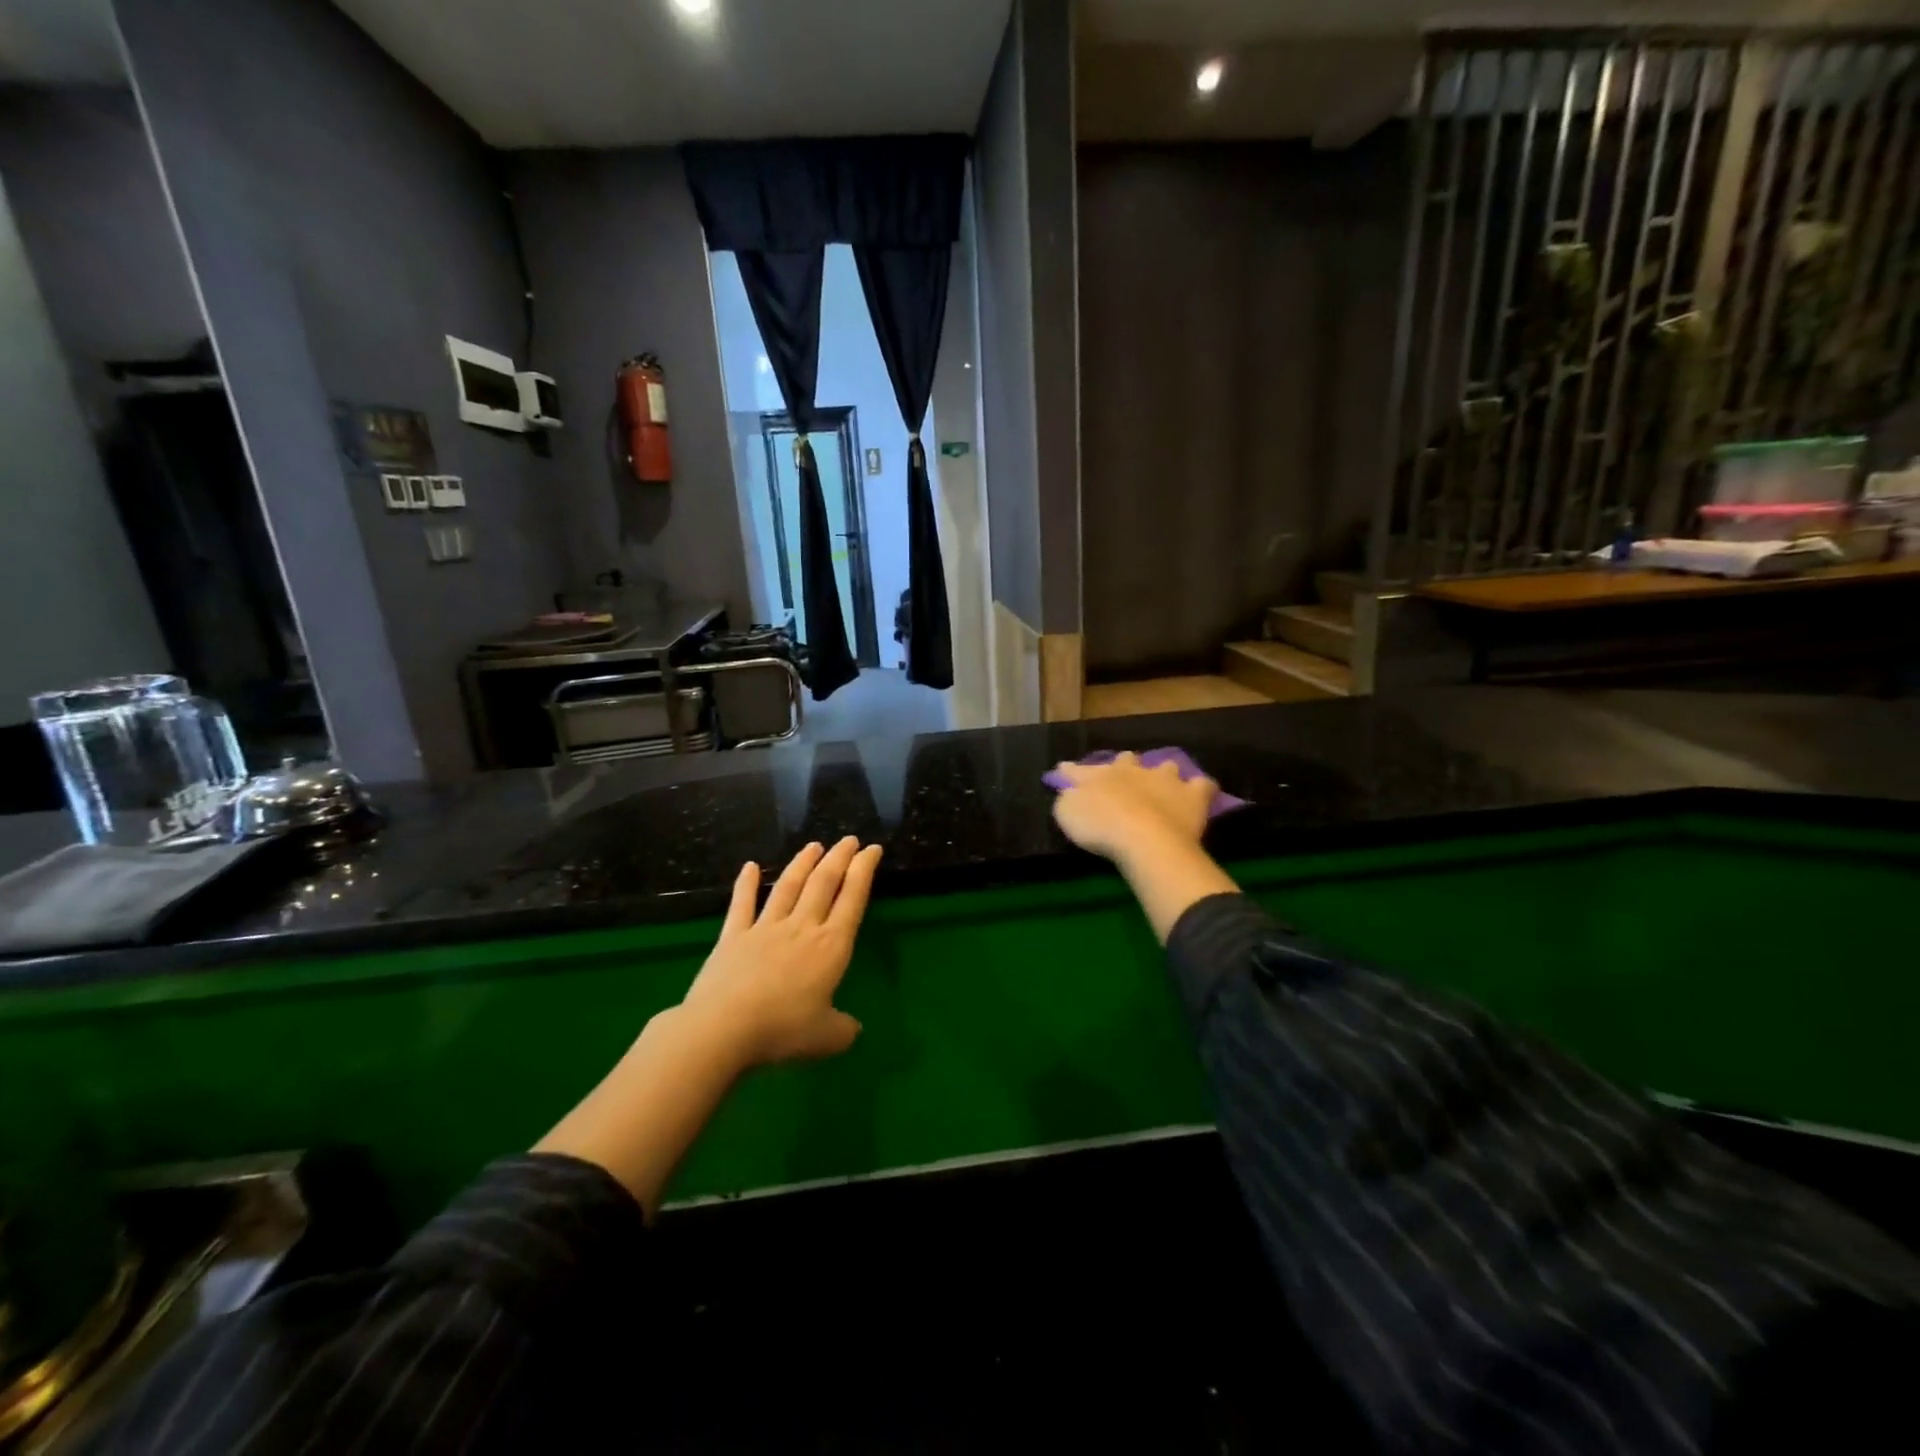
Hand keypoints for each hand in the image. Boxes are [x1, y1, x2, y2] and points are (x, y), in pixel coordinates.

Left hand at [679, 837, 881, 1069]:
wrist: (722, 1029)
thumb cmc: (782, 1031)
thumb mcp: (827, 1039)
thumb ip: (844, 1029)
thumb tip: (852, 1029)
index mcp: (830, 946)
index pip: (853, 899)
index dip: (864, 871)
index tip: (872, 849)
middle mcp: (801, 928)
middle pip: (823, 883)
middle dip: (839, 858)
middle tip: (848, 840)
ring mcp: (765, 928)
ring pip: (788, 887)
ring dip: (802, 863)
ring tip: (813, 845)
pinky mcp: (733, 937)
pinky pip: (742, 905)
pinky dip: (745, 884)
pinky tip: (749, 866)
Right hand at [1051, 752, 1215, 864]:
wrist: (1144, 838)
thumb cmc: (1100, 826)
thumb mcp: (1067, 813)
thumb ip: (1068, 799)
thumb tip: (1069, 792)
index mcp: (1101, 774)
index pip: (1079, 769)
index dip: (1070, 770)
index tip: (1063, 769)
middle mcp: (1133, 770)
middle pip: (1127, 760)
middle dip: (1124, 765)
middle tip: (1121, 775)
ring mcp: (1165, 780)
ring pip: (1166, 766)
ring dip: (1163, 772)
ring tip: (1163, 782)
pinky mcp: (1192, 796)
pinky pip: (1202, 786)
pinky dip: (1200, 789)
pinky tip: (1199, 793)